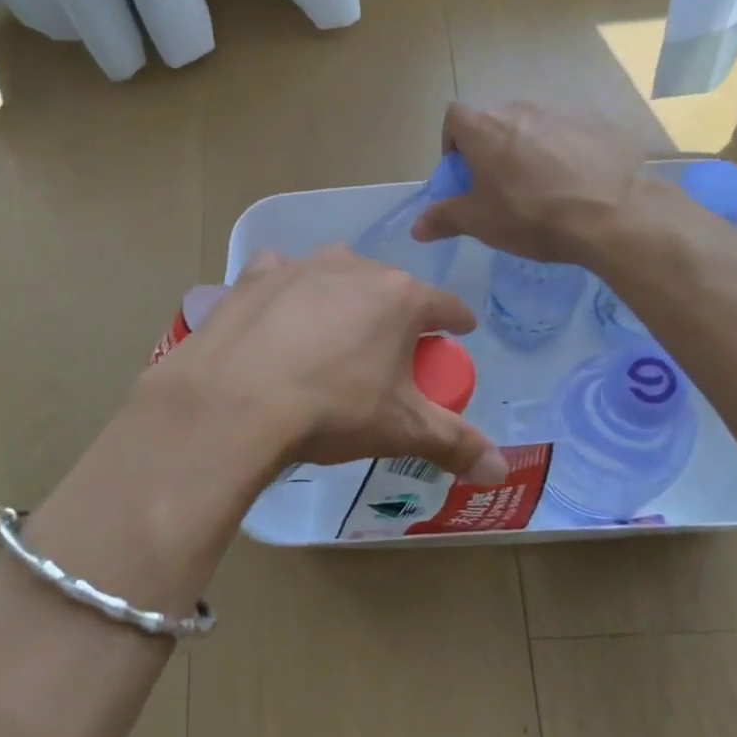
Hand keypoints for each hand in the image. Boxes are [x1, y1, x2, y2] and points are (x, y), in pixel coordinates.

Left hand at [149, 248, 507, 486]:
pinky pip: (282, 273)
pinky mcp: (256, 276)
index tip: (461, 330)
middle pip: (390, 287)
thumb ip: (455, 444)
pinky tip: (281, 312)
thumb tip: (500, 469)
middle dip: (397, 312)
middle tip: (391, 348)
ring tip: (336, 329)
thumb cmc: (331, 409)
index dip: (457, 320)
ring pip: (337, 273)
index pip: (445, 305)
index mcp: (400, 298)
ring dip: (345, 294)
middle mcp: (355, 268)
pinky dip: (288, 288)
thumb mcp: (400, 429)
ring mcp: (301, 267)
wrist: (236, 401)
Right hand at [411, 101, 649, 264]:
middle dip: (489, 150)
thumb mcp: (480, 222)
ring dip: (527, 152)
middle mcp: (520, 110)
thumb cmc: (532, 215)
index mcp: (485, 127)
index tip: (462, 174)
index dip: (452, 143)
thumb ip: (444, 218)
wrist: (614, 214)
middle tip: (498, 187)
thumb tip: (416, 228)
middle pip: (493, 122)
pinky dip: (563, 155)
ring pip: (532, 128)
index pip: (454, 117)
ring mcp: (562, 114)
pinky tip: (575, 187)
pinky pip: (568, 137)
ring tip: (540, 190)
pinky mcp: (597, 126)